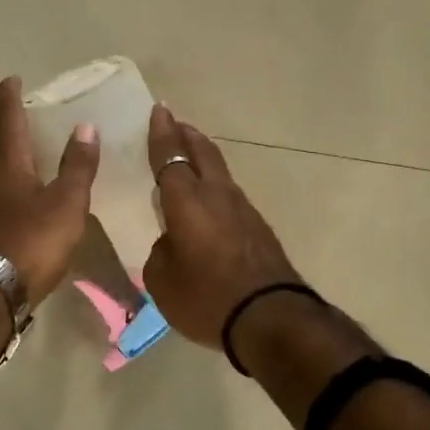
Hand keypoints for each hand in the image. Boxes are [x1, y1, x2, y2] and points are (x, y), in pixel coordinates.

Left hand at [0, 77, 99, 302]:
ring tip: (26, 179)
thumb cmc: (32, 242)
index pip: (8, 121)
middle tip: (25, 140)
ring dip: (1, 172)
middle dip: (5, 140)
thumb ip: (78, 166)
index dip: (10, 98)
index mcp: (6, 165)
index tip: (10, 79)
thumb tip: (86, 126)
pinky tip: (16, 215)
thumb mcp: (67, 204)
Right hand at [142, 104, 301, 349]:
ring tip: (189, 160)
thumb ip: (161, 252)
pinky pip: (229, 196)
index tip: (159, 110)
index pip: (170, 156)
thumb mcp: (162, 281)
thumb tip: (172, 243)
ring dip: (203, 159)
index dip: (162, 133)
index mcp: (187, 201)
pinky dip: (214, 187)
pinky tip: (208, 202)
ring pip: (220, 172)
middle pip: (203, 152)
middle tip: (175, 124)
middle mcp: (217, 195)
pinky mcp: (258, 228)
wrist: (271, 319)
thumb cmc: (206, 297)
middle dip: (187, 135)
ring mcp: (243, 210)